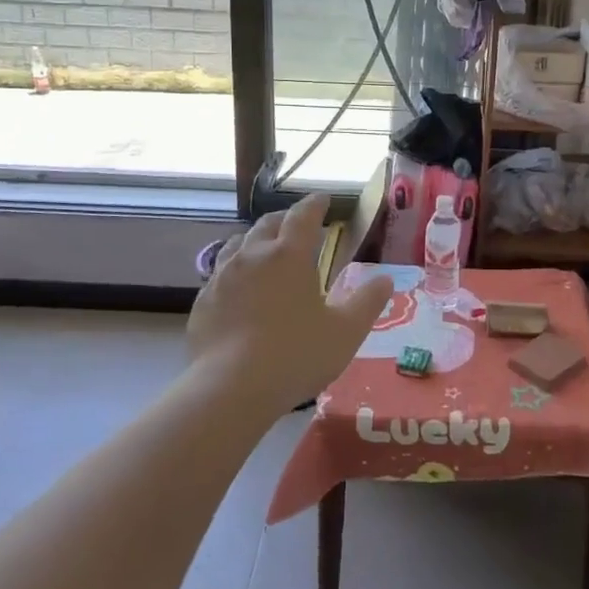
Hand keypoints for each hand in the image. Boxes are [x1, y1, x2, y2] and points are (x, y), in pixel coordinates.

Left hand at [185, 194, 392, 418]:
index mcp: (289, 255)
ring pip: (237, 244)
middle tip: (295, 223)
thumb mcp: (345, 332)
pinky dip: (233, 271)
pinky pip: (218, 274)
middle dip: (284, 219)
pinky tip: (237, 288)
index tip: (322, 200)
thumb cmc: (297, 354)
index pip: (303, 216)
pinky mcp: (203, 301)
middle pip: (267, 224)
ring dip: (254, 240)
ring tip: (262, 248)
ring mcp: (222, 277)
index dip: (314, 205)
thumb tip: (385, 280)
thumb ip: (367, 303)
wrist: (232, 388)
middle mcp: (252, 256)